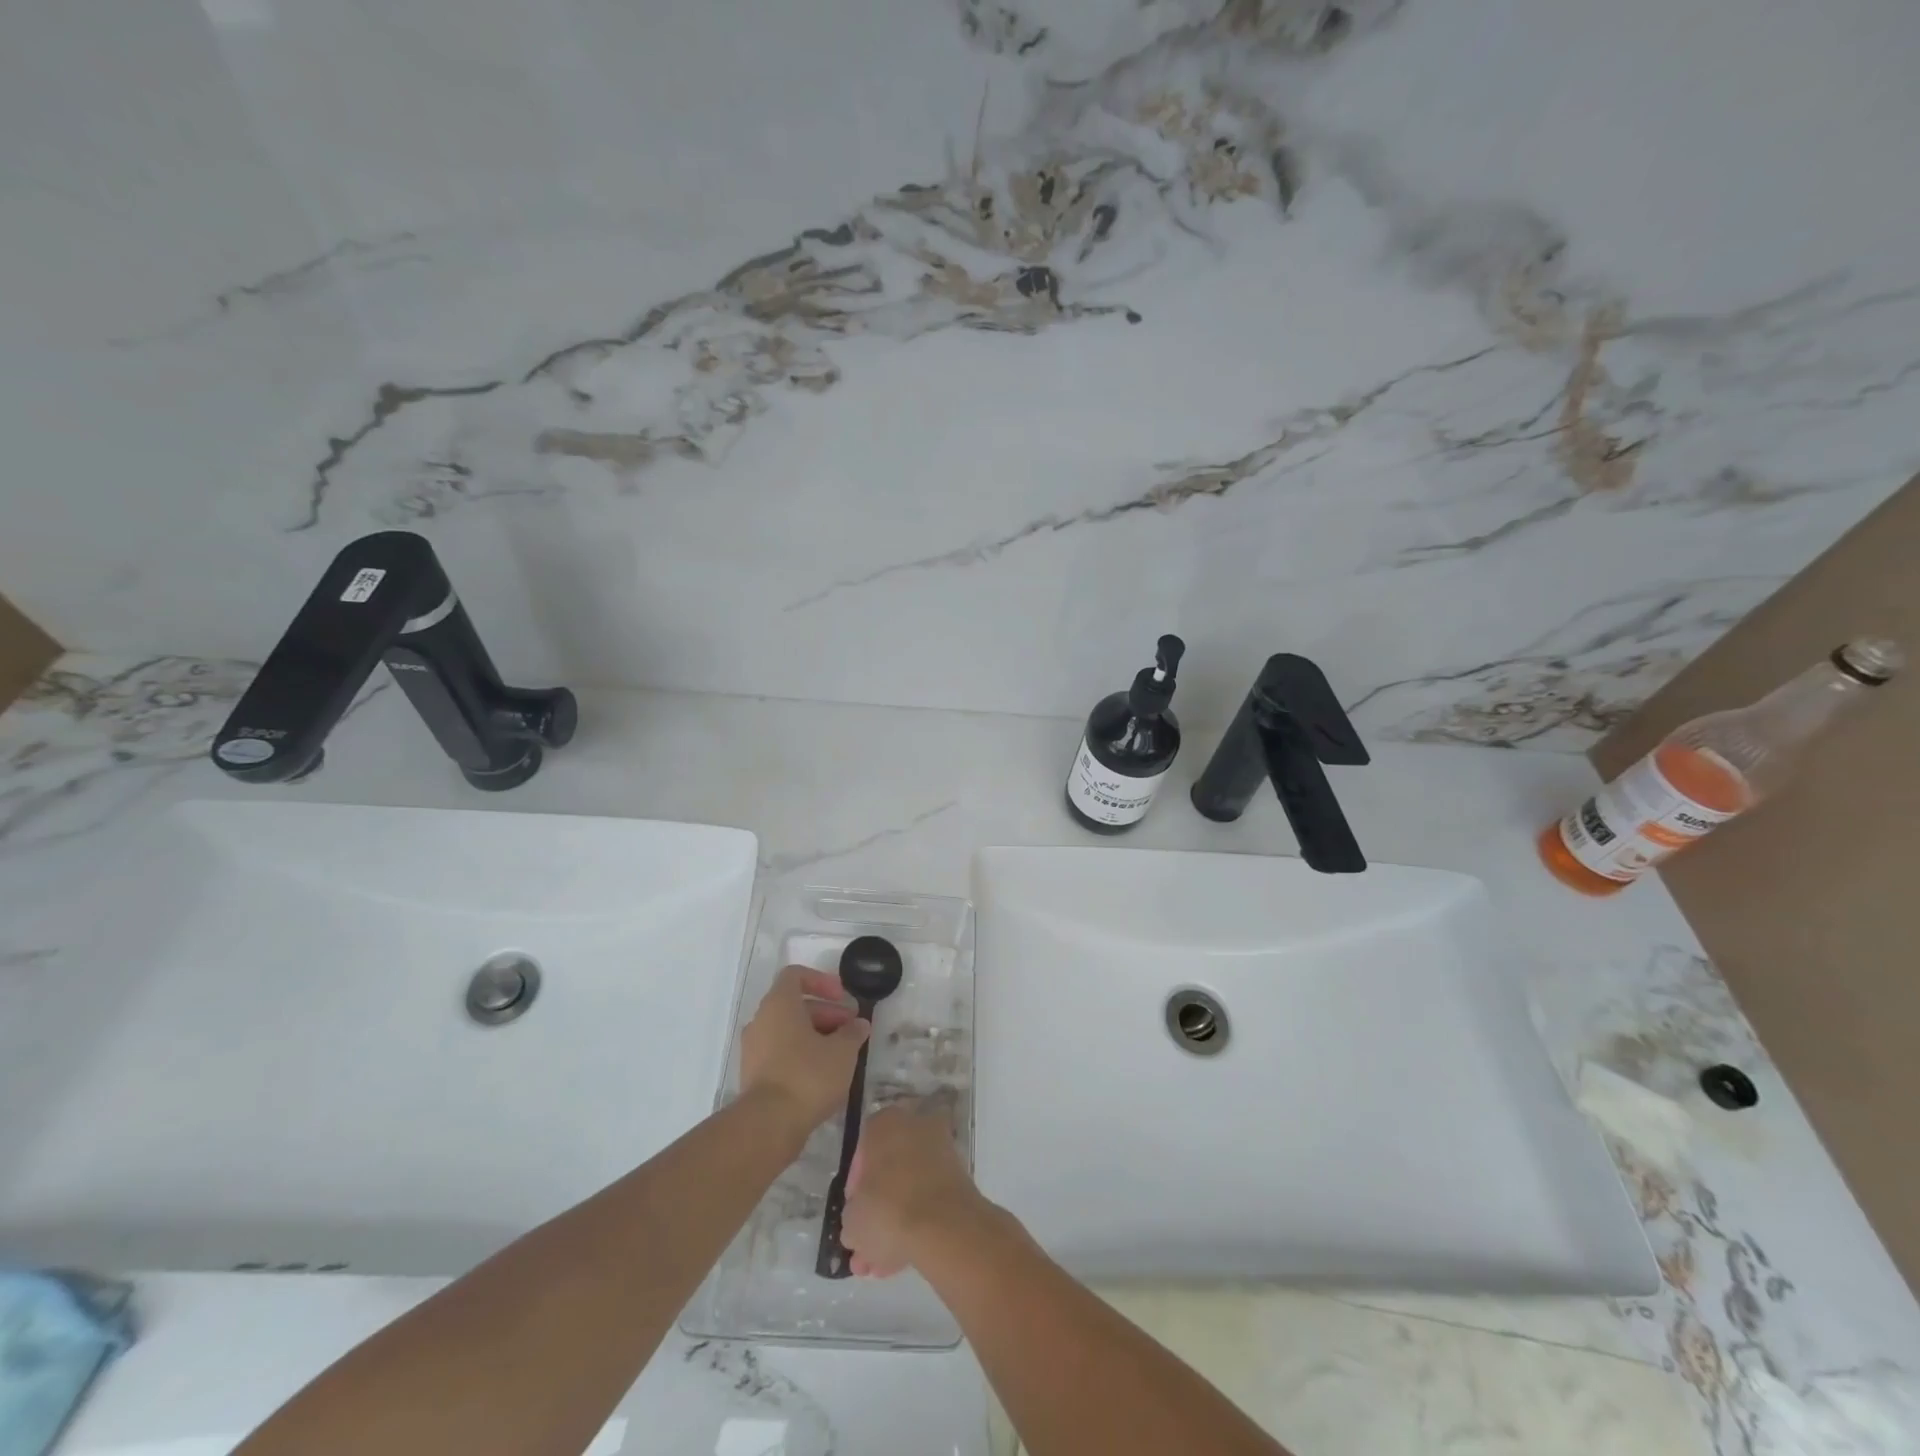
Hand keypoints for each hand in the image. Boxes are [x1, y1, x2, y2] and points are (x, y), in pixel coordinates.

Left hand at [739, 965, 870, 1132]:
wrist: (768, 1125)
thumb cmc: (807, 1075)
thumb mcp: (843, 1051)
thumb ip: (853, 1032)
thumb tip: (859, 1024)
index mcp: (779, 1004)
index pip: (796, 975)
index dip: (822, 981)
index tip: (842, 997)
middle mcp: (761, 1020)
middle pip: (795, 1005)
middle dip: (826, 1013)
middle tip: (851, 1031)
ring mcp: (753, 1049)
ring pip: (788, 1030)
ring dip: (816, 1036)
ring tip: (842, 1055)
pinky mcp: (753, 1075)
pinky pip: (780, 1053)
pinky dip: (801, 1055)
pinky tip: (824, 1076)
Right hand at [842, 1101, 986, 1277]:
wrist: (944, 1226)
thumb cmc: (887, 1209)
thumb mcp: (851, 1219)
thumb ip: (852, 1216)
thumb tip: (858, 1223)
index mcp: (884, 1123)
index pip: (861, 1152)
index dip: (854, 1188)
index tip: (853, 1215)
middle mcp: (914, 1126)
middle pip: (888, 1172)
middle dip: (876, 1212)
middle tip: (865, 1246)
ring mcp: (941, 1150)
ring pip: (909, 1188)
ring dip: (894, 1223)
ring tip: (881, 1264)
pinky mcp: (959, 1176)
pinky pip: (929, 1199)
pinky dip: (918, 1223)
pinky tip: (902, 1259)